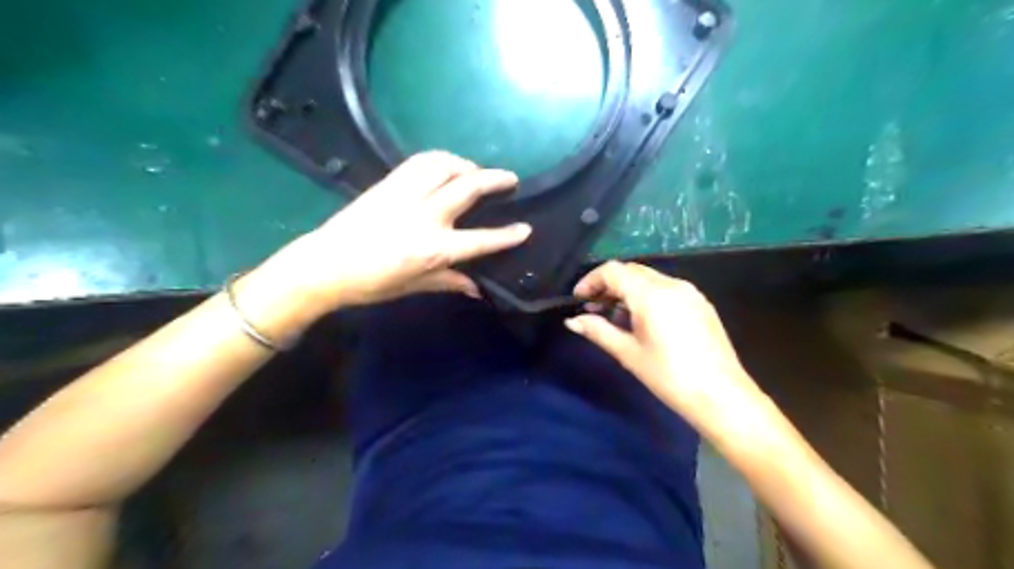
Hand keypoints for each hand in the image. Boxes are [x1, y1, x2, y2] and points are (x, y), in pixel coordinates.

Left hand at [265, 150, 533, 311]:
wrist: (325, 265)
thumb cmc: (371, 283)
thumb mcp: (414, 286)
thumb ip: (449, 282)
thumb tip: (478, 289)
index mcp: (433, 249)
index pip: (480, 240)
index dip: (507, 236)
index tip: (525, 229)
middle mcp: (425, 217)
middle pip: (468, 188)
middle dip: (496, 180)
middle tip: (511, 179)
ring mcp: (406, 195)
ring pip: (445, 165)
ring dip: (467, 164)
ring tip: (475, 172)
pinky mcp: (389, 183)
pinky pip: (421, 161)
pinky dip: (440, 159)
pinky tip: (446, 166)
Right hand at [566, 265, 754, 429]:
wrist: (722, 396)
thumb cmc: (669, 376)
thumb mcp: (629, 353)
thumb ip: (598, 331)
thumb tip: (572, 322)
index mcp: (652, 294)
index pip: (613, 271)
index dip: (591, 281)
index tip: (578, 300)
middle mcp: (672, 284)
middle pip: (631, 271)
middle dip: (608, 285)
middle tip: (592, 308)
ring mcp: (690, 292)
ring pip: (649, 279)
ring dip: (627, 290)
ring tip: (614, 316)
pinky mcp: (700, 303)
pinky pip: (666, 289)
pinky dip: (646, 296)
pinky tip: (641, 320)